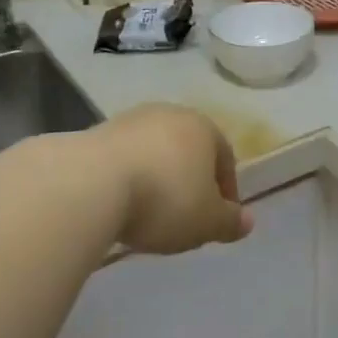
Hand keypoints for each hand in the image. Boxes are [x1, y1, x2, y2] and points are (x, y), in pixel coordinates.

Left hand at [92, 105, 252, 254]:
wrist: (89, 184)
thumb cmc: (164, 200)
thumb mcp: (206, 222)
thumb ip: (230, 222)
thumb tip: (248, 221)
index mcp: (204, 128)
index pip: (225, 157)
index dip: (226, 191)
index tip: (218, 218)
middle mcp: (170, 114)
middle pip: (188, 150)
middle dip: (190, 180)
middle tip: (185, 215)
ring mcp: (130, 120)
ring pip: (154, 152)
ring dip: (156, 177)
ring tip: (148, 212)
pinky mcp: (96, 132)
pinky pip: (123, 159)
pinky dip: (127, 178)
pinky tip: (119, 203)